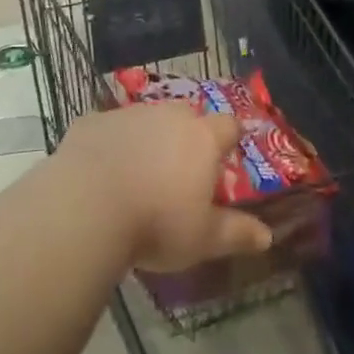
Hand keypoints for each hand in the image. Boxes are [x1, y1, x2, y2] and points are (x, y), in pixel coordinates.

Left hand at [58, 103, 274, 271]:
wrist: (85, 208)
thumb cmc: (156, 224)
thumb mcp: (202, 239)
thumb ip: (236, 233)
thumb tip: (268, 237)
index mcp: (202, 139)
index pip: (228, 125)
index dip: (229, 138)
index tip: (226, 155)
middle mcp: (169, 116)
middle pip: (187, 116)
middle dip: (187, 136)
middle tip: (180, 170)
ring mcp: (129, 115)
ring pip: (147, 120)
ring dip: (148, 139)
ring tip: (138, 174)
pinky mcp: (92, 122)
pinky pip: (108, 130)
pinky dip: (109, 145)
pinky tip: (99, 174)